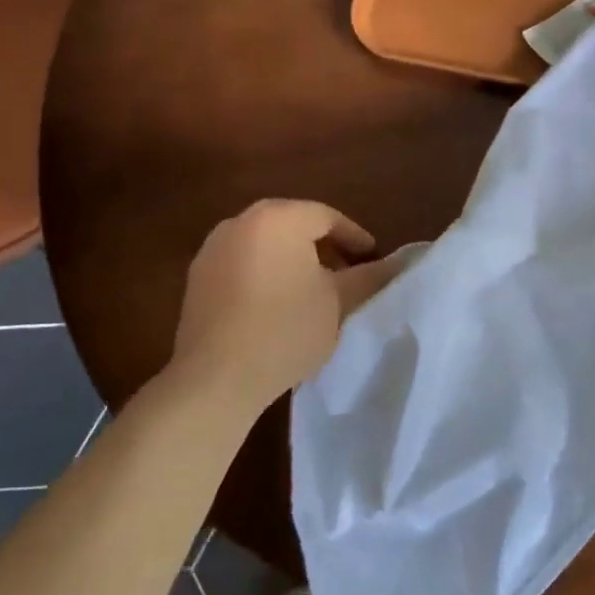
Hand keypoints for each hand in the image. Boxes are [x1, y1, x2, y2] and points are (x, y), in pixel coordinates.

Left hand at [171, 200, 405, 409]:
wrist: (215, 377)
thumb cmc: (286, 329)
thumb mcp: (338, 302)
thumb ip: (370, 276)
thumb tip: (397, 264)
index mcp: (277, 218)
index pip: (327, 217)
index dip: (355, 238)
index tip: (373, 261)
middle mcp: (240, 222)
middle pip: (294, 225)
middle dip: (325, 247)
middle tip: (348, 273)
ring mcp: (213, 249)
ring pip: (267, 244)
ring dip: (294, 260)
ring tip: (315, 291)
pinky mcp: (197, 278)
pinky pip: (243, 264)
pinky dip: (266, 274)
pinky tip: (278, 305)